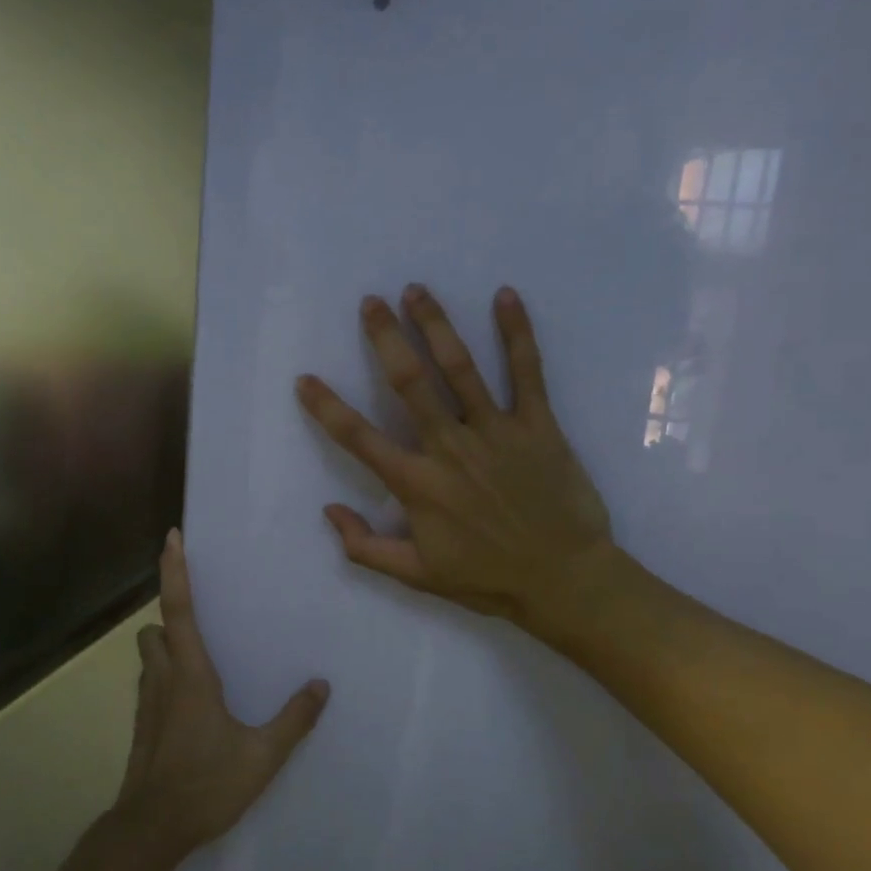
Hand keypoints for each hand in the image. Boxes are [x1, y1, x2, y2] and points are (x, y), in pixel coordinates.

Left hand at [113, 530, 327, 862]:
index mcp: (191, 675)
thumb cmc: (206, 785)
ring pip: (148, 657)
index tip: (172, 537)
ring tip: (198, 661)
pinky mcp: (141, 726)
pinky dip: (164, 678)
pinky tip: (190, 704)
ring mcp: (147, 704)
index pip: (179, 609)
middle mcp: (163, 679)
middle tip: (200, 621)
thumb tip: (321, 686)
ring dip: (165, 648)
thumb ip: (294, 719)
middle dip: (169, 617)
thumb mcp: (262, 756)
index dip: (175, 571)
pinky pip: (150, 685)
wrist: (150, 830)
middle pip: (154, 630)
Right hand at [296, 285, 617, 631]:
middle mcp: (450, 448)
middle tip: (370, 302)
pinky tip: (505, 295)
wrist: (565, 580)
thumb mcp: (416, 575)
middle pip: (409, 383)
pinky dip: (517, 333)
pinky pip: (527, 372)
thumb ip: (365, 546)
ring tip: (416, 290)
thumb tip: (328, 510)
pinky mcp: (539, 425)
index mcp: (417, 484)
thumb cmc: (487, 578)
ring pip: (460, 367)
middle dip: (386, 338)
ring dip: (436, 324)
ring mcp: (496, 431)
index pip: (359, 438)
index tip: (305, 379)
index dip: (327, 408)